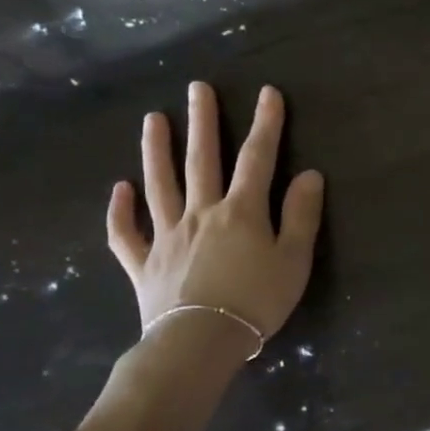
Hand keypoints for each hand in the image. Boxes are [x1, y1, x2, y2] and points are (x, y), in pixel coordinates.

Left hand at [107, 83, 324, 339]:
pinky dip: (120, 210)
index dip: (266, 124)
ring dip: (156, 150)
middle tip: (197, 88)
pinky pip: (126, 232)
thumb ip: (301, 216)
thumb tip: (310, 175)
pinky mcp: (143, 263)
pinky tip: (119, 189)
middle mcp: (201, 213)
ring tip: (153, 119)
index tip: (268, 93)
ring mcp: (167, 235)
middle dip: (203, 122)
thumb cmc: (256, 301)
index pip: (257, 158)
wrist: (200, 342)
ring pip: (159, 184)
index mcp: (241, 212)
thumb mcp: (294, 260)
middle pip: (201, 160)